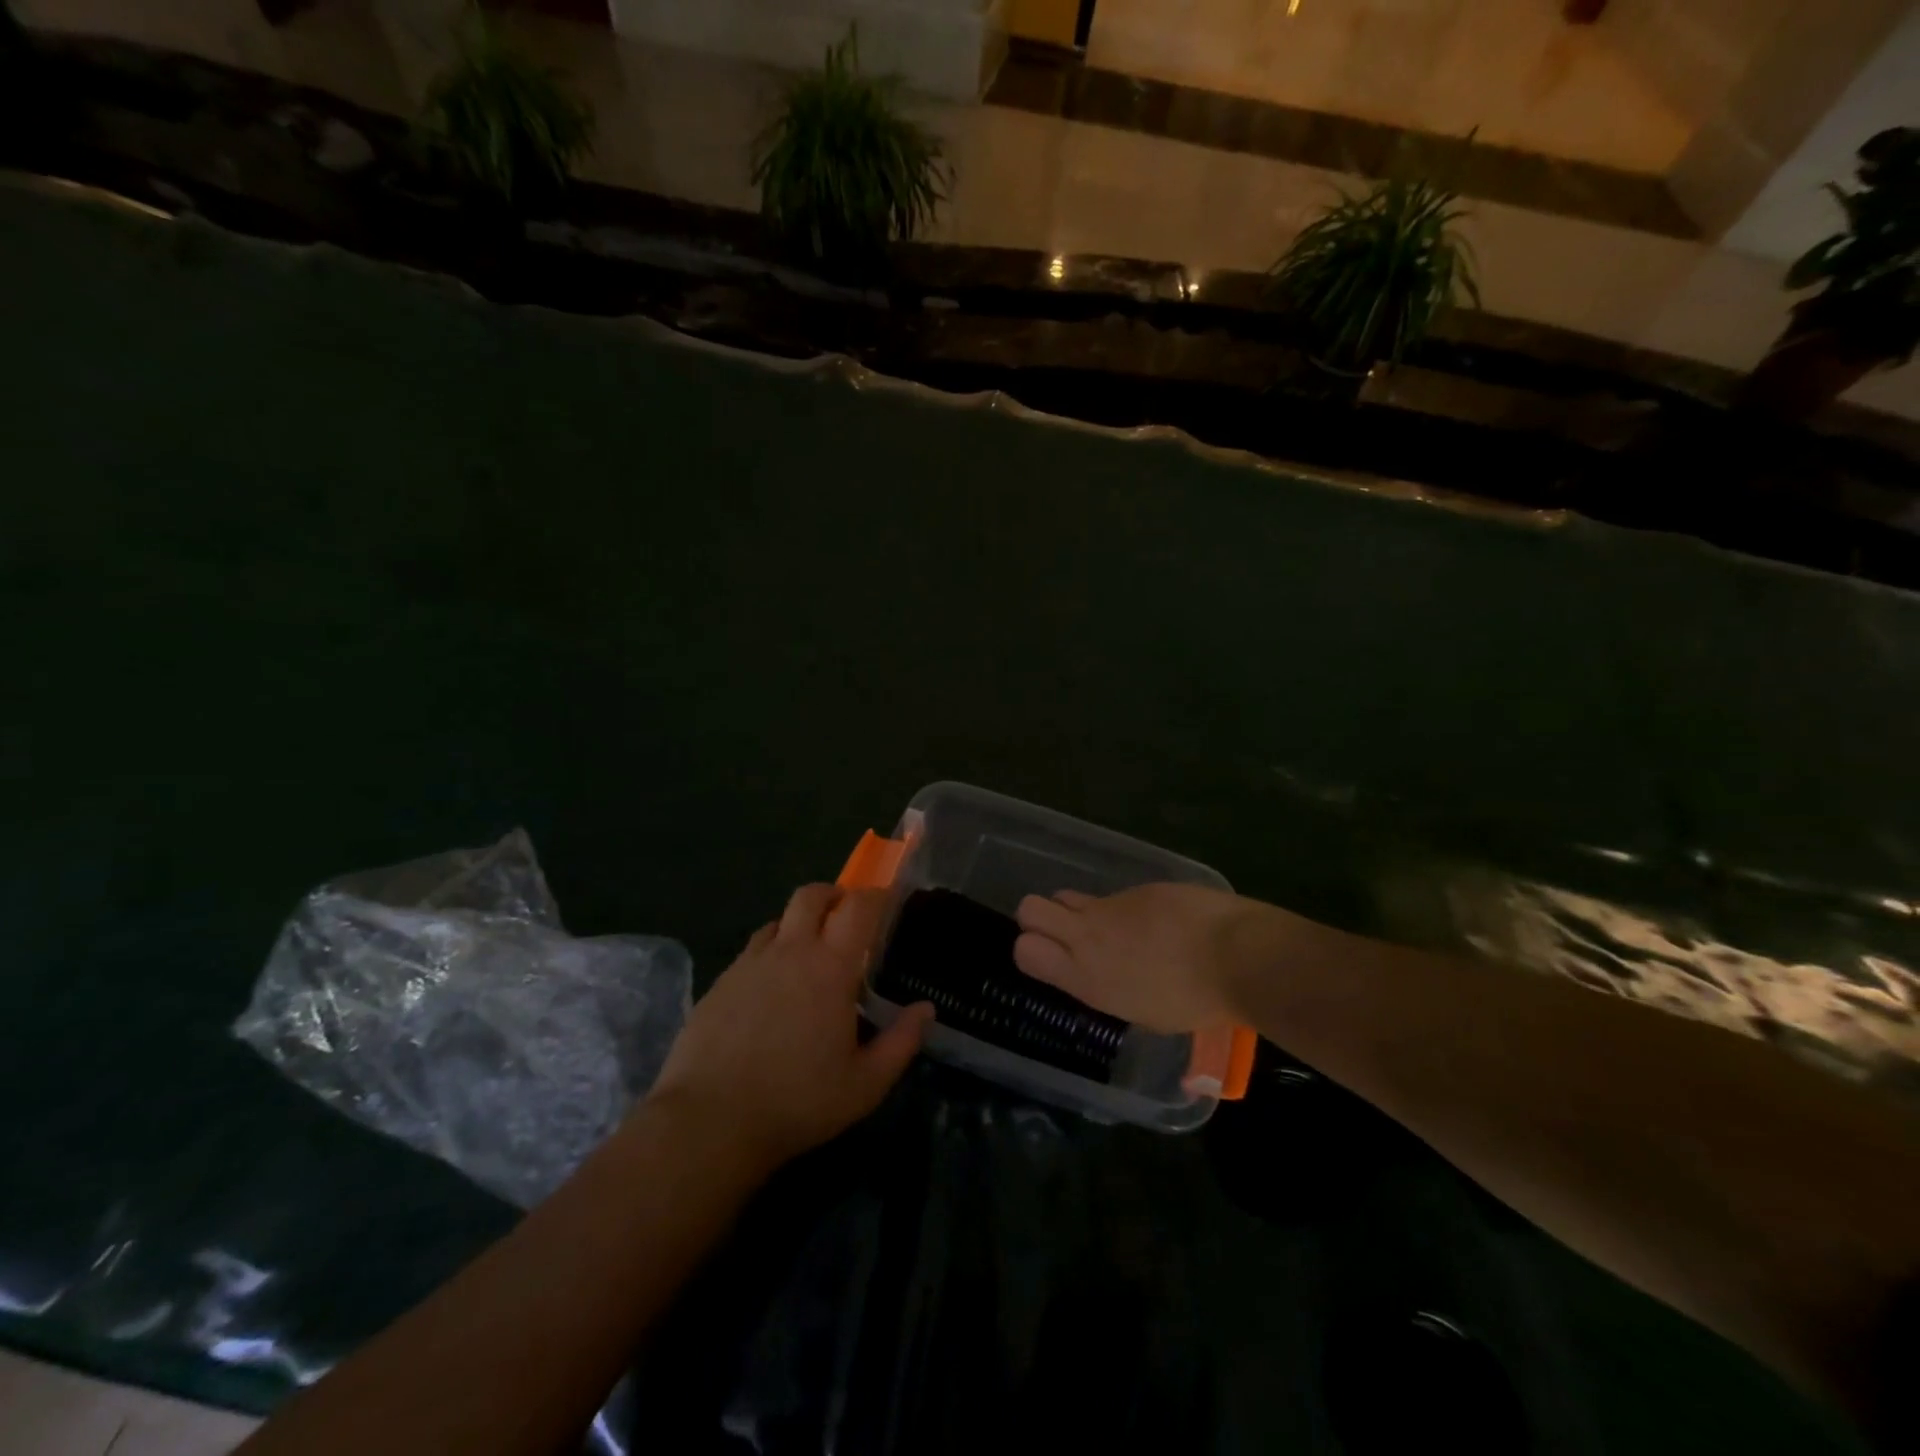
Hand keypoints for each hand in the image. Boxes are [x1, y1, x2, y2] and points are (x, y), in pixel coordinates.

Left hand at [646, 885, 932, 1172]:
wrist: (710, 1122)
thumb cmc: (798, 1102)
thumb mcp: (865, 1084)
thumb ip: (901, 1042)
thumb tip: (925, 1009)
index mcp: (830, 967)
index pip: (858, 907)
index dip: (876, 897)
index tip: (887, 904)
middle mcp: (789, 952)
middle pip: (811, 896)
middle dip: (833, 896)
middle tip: (846, 918)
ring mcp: (749, 964)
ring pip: (777, 921)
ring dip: (798, 925)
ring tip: (808, 956)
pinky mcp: (719, 983)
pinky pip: (752, 951)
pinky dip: (770, 954)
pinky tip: (771, 990)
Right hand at [1014, 883, 1270, 1031]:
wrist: (1237, 955)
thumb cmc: (1195, 1003)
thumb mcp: (1144, 1015)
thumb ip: (1111, 990)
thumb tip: (1109, 979)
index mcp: (1086, 978)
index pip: (1025, 949)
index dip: (1031, 949)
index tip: (1051, 959)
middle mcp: (1088, 936)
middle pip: (1029, 908)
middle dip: (1039, 918)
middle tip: (1067, 936)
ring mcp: (1112, 906)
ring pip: (1070, 896)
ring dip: (1084, 912)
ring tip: (1120, 932)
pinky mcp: (1139, 888)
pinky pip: (1118, 896)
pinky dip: (1130, 910)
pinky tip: (1162, 926)